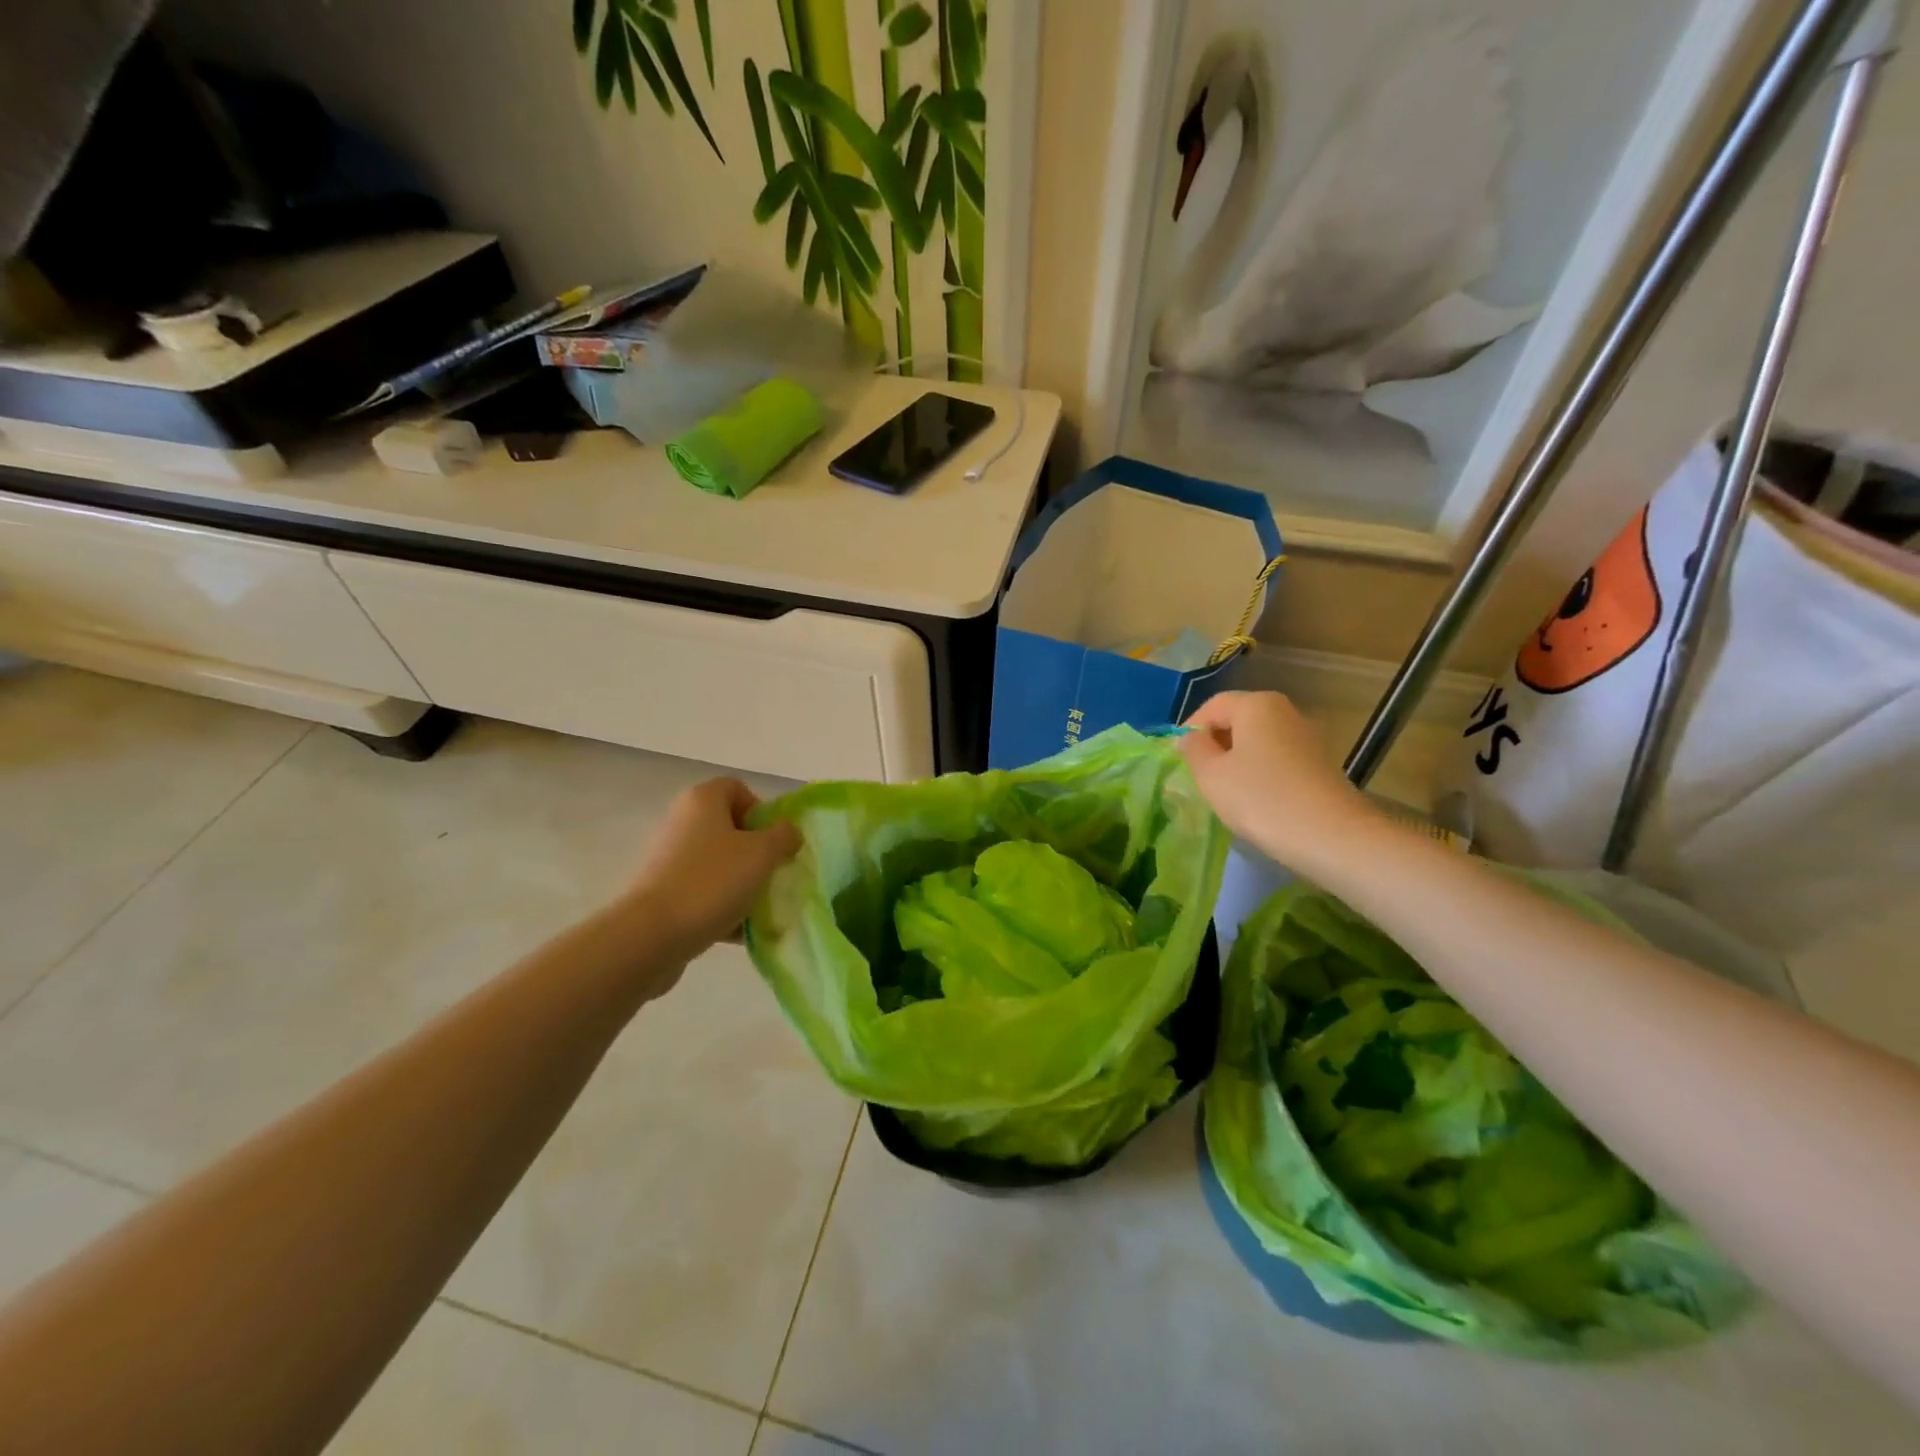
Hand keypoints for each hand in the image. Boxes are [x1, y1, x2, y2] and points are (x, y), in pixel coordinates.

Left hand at [623, 778, 800, 960]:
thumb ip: (784, 836)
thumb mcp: (762, 854)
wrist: (652, 935)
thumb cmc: (712, 881)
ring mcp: (668, 859)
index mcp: (702, 800)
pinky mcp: (662, 893)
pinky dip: (722, 907)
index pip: (738, 789)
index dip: (761, 811)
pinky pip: (703, 892)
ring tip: (759, 908)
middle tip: (772, 875)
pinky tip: (740, 931)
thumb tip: (788, 832)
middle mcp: (681, 822)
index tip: (773, 841)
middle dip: (756, 853)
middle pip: (729, 829)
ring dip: (742, 883)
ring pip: (718, 864)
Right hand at [1179, 692, 1380, 869]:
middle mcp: (1284, 711)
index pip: (1212, 706)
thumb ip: (1194, 750)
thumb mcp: (1211, 775)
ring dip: (1236, 761)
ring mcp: (1306, 737)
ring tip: (1224, 792)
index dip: (1189, 730)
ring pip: (1257, 741)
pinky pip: (1276, 759)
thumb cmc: (1260, 799)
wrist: (1331, 836)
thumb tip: (1191, 738)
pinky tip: (1254, 800)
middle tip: (1198, 776)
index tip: (1177, 759)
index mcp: (1256, 704)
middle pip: (1237, 720)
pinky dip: (1259, 773)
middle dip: (1214, 744)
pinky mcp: (1318, 763)